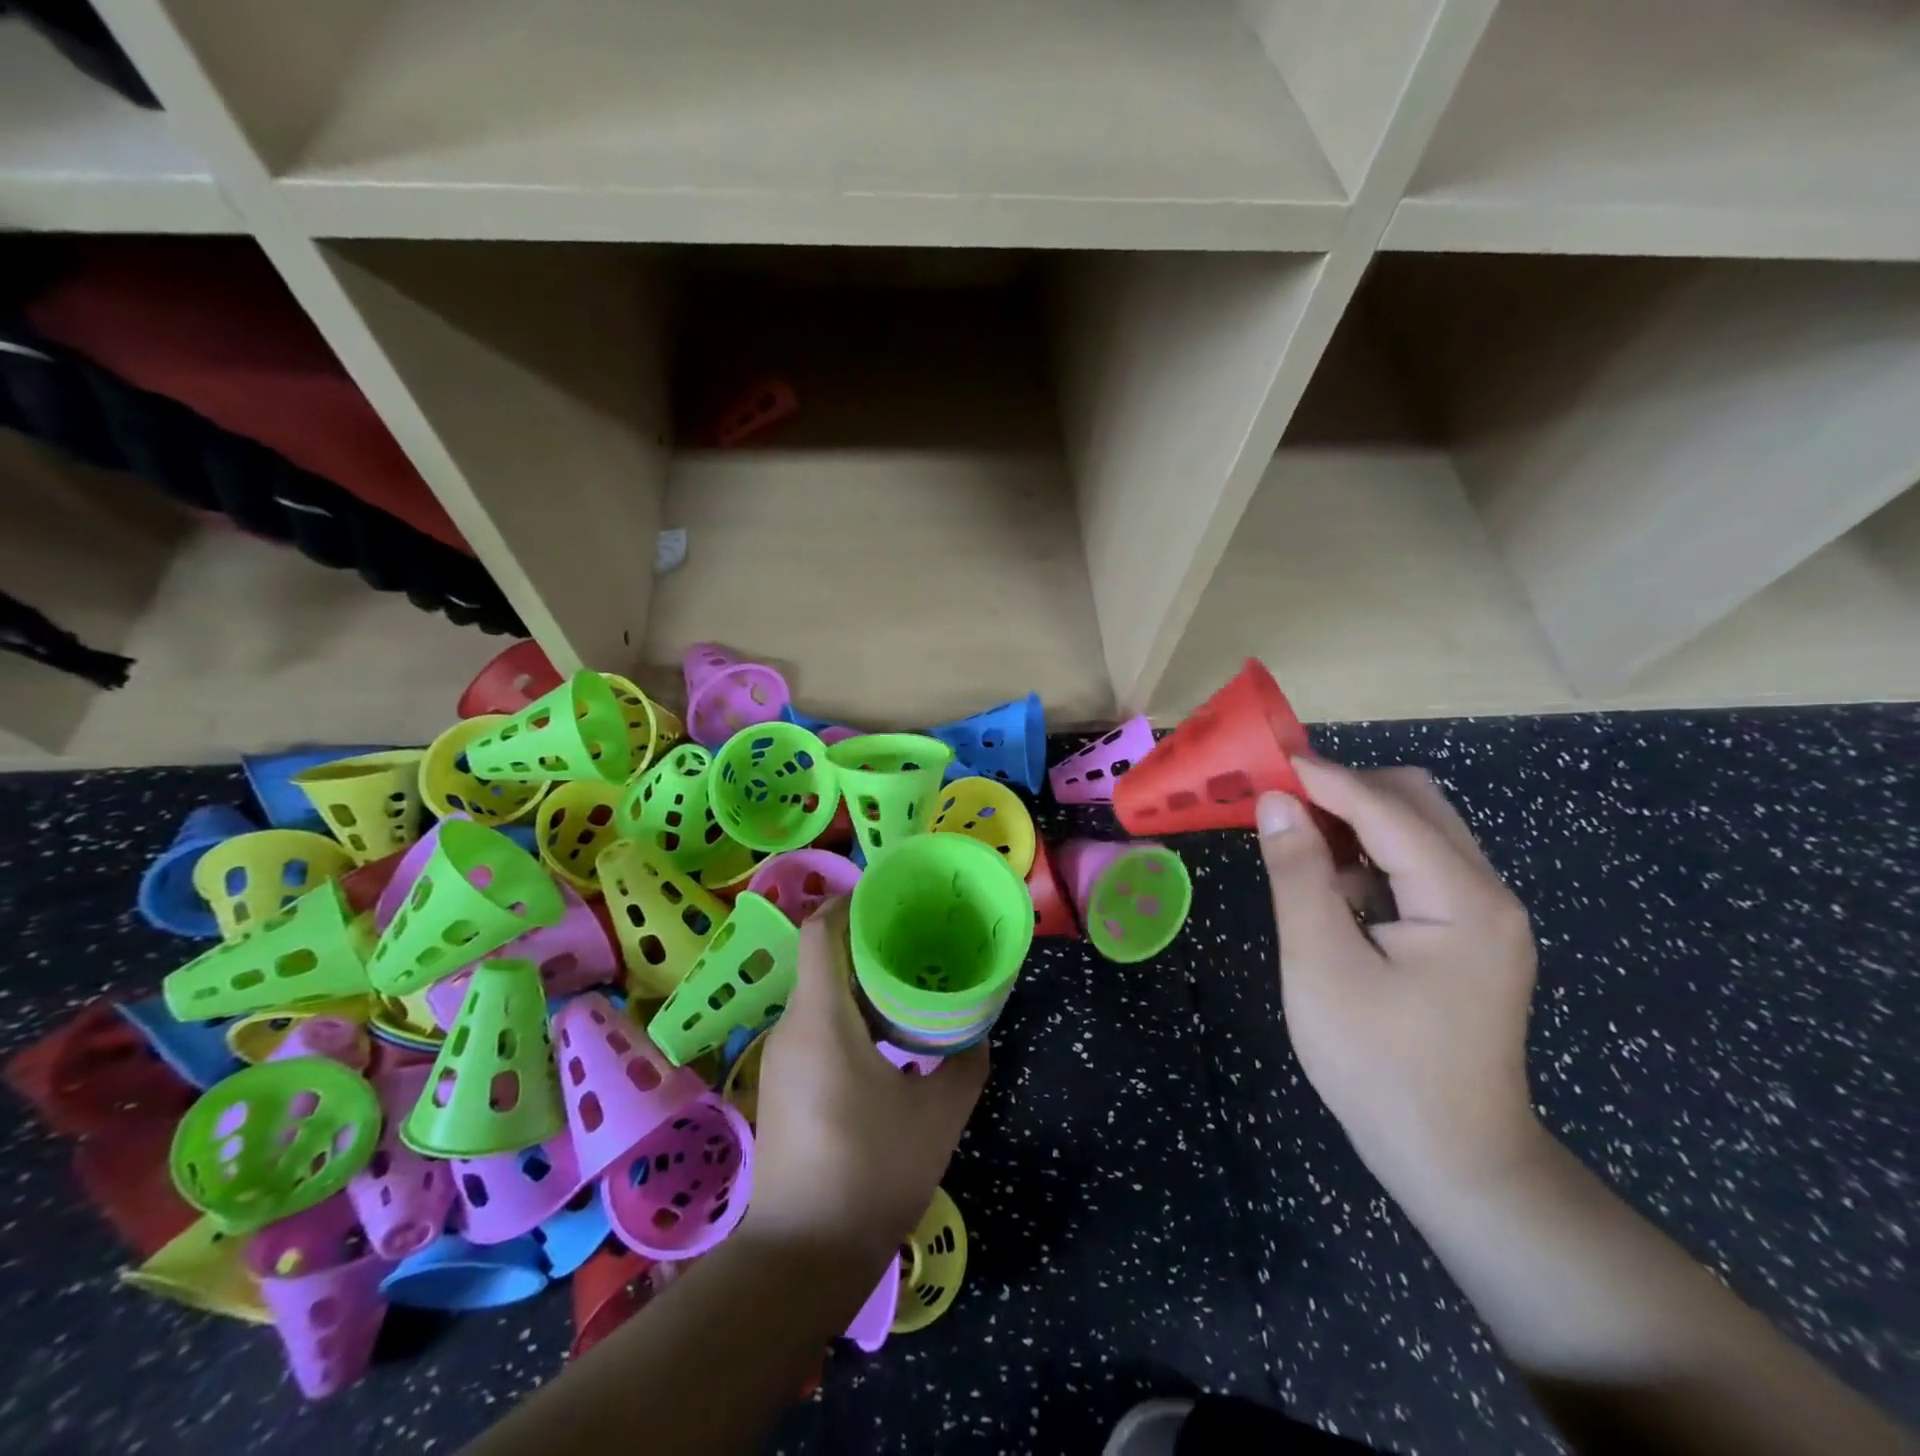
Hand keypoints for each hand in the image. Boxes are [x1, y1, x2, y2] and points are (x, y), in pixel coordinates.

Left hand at [745, 899, 988, 1263]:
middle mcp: (792, 1027)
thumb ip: (965, 1062)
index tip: (892, 897)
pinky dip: (850, 1012)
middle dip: (867, 939)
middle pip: (823, 957)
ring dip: (860, 979)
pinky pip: (816, 1023)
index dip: (851, 901)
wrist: (802, 1258)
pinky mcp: (783, 1082)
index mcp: (822, 1018)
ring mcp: (782, 1056)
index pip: (820, 931)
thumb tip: (977, 1029)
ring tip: (910, 982)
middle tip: (918, 938)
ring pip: (820, 992)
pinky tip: (887, 1034)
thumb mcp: (938, 1115)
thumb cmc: (871, 1173)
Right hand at [1258, 759, 1545, 1204]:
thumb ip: (1298, 874)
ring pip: (1418, 831)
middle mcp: (1486, 893)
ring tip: (1296, 839)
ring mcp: (1483, 915)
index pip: (1385, 808)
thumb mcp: (1321, 964)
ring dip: (1355, 822)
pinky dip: (1370, 858)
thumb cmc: (1378, 1064)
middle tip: (1280, 801)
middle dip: (1344, 790)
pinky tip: (1332, 887)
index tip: (1265, 760)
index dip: (1322, 777)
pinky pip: (1417, 868)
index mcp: (1461, 898)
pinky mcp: (1468, 935)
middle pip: (1415, 803)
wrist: (1453, 1159)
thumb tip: (1276, 802)